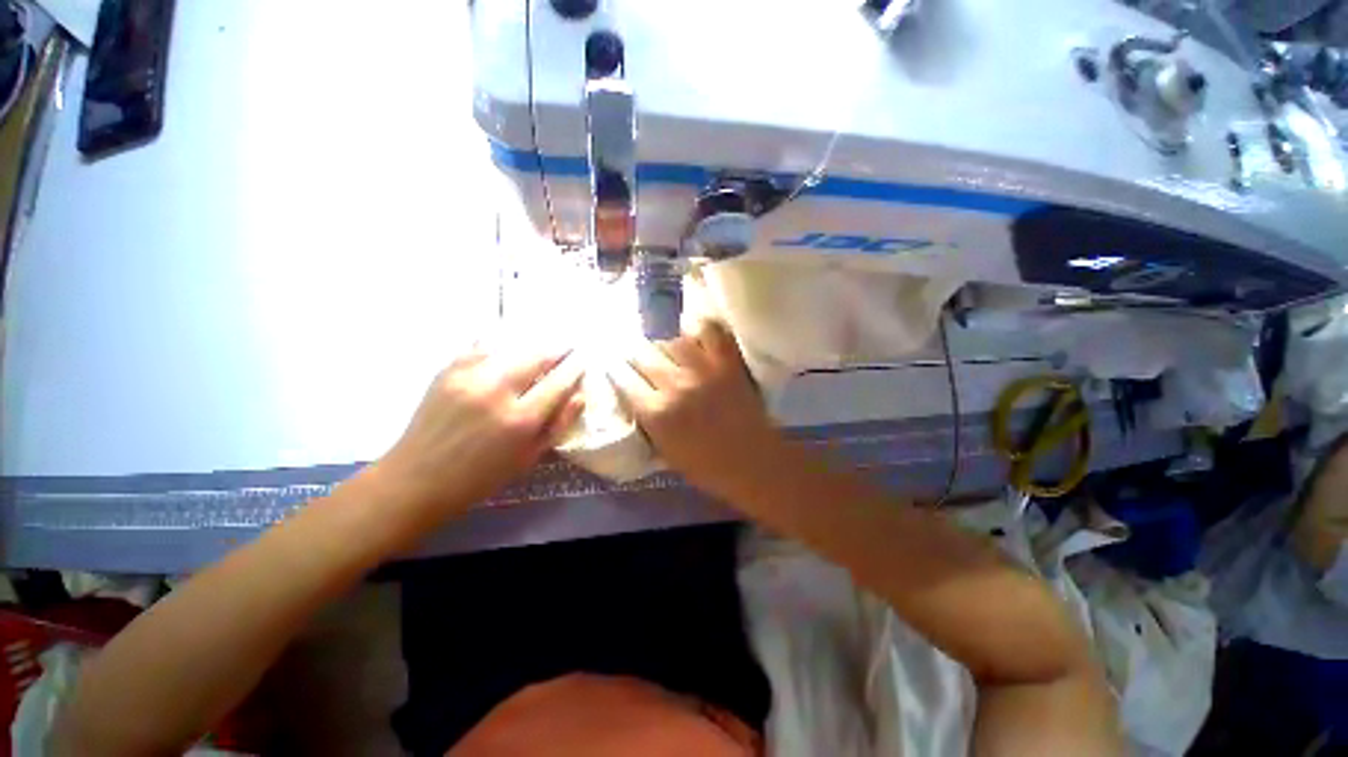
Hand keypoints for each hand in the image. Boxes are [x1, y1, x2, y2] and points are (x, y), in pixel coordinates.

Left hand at [367, 348, 583, 523]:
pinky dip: (499, 348)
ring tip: (539, 350)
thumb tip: (579, 396)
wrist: (417, 479)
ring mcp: (469, 377)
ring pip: (511, 348)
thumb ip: (558, 425)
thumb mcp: (528, 458)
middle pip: (536, 357)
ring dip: (530, 348)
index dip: (574, 369)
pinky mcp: (447, 371)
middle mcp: (497, 391)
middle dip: (556, 351)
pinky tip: (505, 351)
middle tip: (566, 348)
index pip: (558, 382)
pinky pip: (481, 348)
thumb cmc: (480, 477)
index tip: (583, 360)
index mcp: (520, 419)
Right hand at [610, 320, 781, 497]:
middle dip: (634, 355)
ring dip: (665, 346)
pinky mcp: (727, 363)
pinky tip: (693, 332)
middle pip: (642, 354)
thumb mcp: (665, 452)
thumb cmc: (707, 467)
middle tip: (637, 357)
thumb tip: (636, 398)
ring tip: (668, 352)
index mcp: (656, 412)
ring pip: (672, 341)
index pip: (623, 378)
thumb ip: (647, 422)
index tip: (616, 367)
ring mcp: (702, 370)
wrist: (753, 463)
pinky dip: (699, 328)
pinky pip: (710, 332)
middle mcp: (674, 385)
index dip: (617, 370)